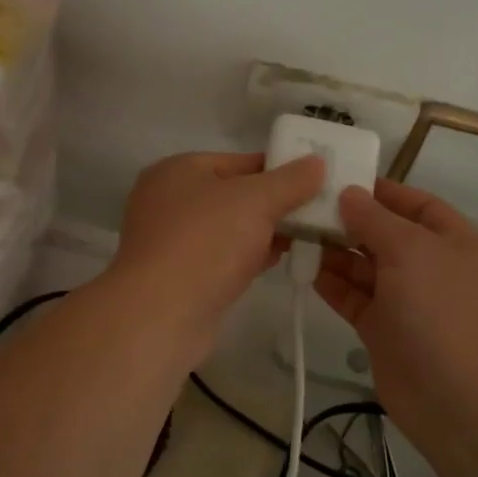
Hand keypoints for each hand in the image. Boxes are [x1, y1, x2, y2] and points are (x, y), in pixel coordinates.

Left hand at [106, 151, 325, 360]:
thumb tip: (316, 162)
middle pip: (235, 194)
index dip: (280, 170)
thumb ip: (290, 180)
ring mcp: (170, 240)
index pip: (241, 160)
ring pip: (229, 228)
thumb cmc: (206, 242)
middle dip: (274, 205)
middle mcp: (168, 199)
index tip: (316, 183)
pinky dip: (247, 257)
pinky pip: (221, 257)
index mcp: (178, 169)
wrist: (161, 315)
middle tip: (315, 214)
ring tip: (304, 238)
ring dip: (263, 233)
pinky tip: (276, 262)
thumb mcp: (256, 200)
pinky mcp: (178, 275)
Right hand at [315, 180, 477, 419]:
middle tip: (305, 208)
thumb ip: (375, 219)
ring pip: (366, 268)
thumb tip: (350, 194)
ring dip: (335, 252)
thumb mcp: (411, 250)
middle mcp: (431, 267)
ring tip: (297, 234)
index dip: (381, 191)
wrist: (461, 398)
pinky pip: (355, 299)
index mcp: (453, 241)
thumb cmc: (442, 309)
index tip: (338, 181)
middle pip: (386, 235)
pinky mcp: (385, 331)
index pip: (416, 204)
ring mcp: (408, 302)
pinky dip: (332, 285)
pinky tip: (305, 269)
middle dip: (350, 222)